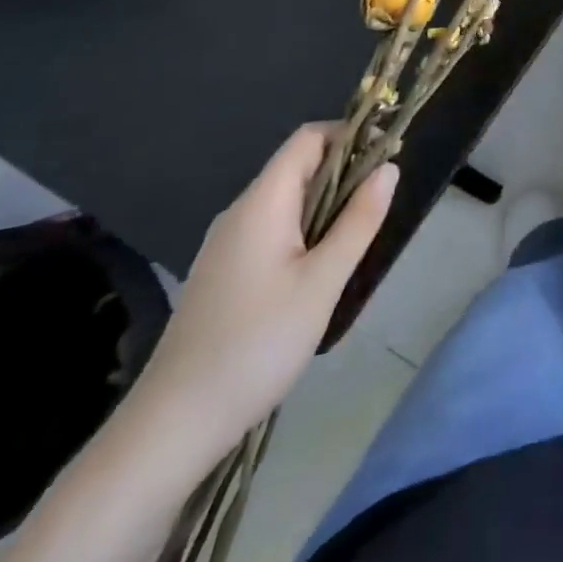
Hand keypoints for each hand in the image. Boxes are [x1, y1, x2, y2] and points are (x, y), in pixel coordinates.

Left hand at [131, 123, 396, 458]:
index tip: (387, 155)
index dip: (350, 136)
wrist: (173, 425)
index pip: (308, 139)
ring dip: (328, 204)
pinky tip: (323, 268)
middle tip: (383, 202)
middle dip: (345, 172)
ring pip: (288, 201)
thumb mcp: (323, 281)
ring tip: (361, 236)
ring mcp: (227, 244)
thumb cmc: (257, 344)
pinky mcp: (224, 273)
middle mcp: (240, 213)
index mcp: (262, 204)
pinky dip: (307, 230)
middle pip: (298, 167)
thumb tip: (389, 167)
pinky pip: (274, 229)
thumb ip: (359, 220)